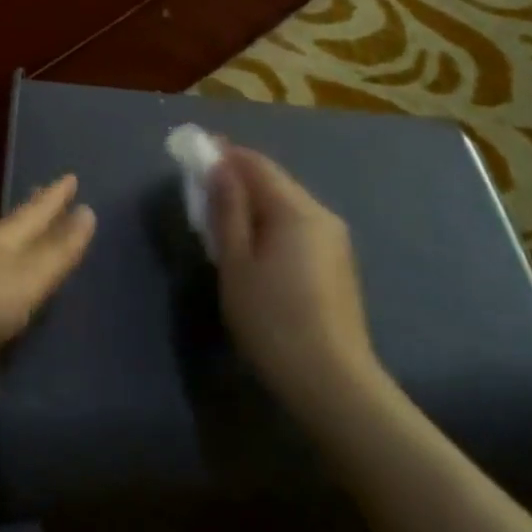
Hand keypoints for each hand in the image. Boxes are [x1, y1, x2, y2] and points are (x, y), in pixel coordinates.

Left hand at [0, 175, 95, 398]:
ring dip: (15, 243)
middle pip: (11, 224)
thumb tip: (88, 211)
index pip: (35, 210)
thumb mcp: (23, 282)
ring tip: (29, 242)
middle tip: (51, 194)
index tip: (71, 176)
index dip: (55, 196)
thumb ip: (56, 253)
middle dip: (34, 211)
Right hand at [208, 146, 383, 416]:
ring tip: (222, 218)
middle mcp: (322, 214)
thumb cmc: (272, 320)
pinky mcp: (338, 263)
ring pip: (287, 206)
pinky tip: (255, 246)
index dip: (224, 154)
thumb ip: (227, 211)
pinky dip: (272, 224)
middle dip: (238, 179)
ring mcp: (335, 239)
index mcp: (296, 210)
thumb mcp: (236, 264)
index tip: (194, 151)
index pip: (257, 165)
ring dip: (254, 203)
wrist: (330, 379)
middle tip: (202, 188)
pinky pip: (299, 227)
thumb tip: (218, 168)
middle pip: (275, 183)